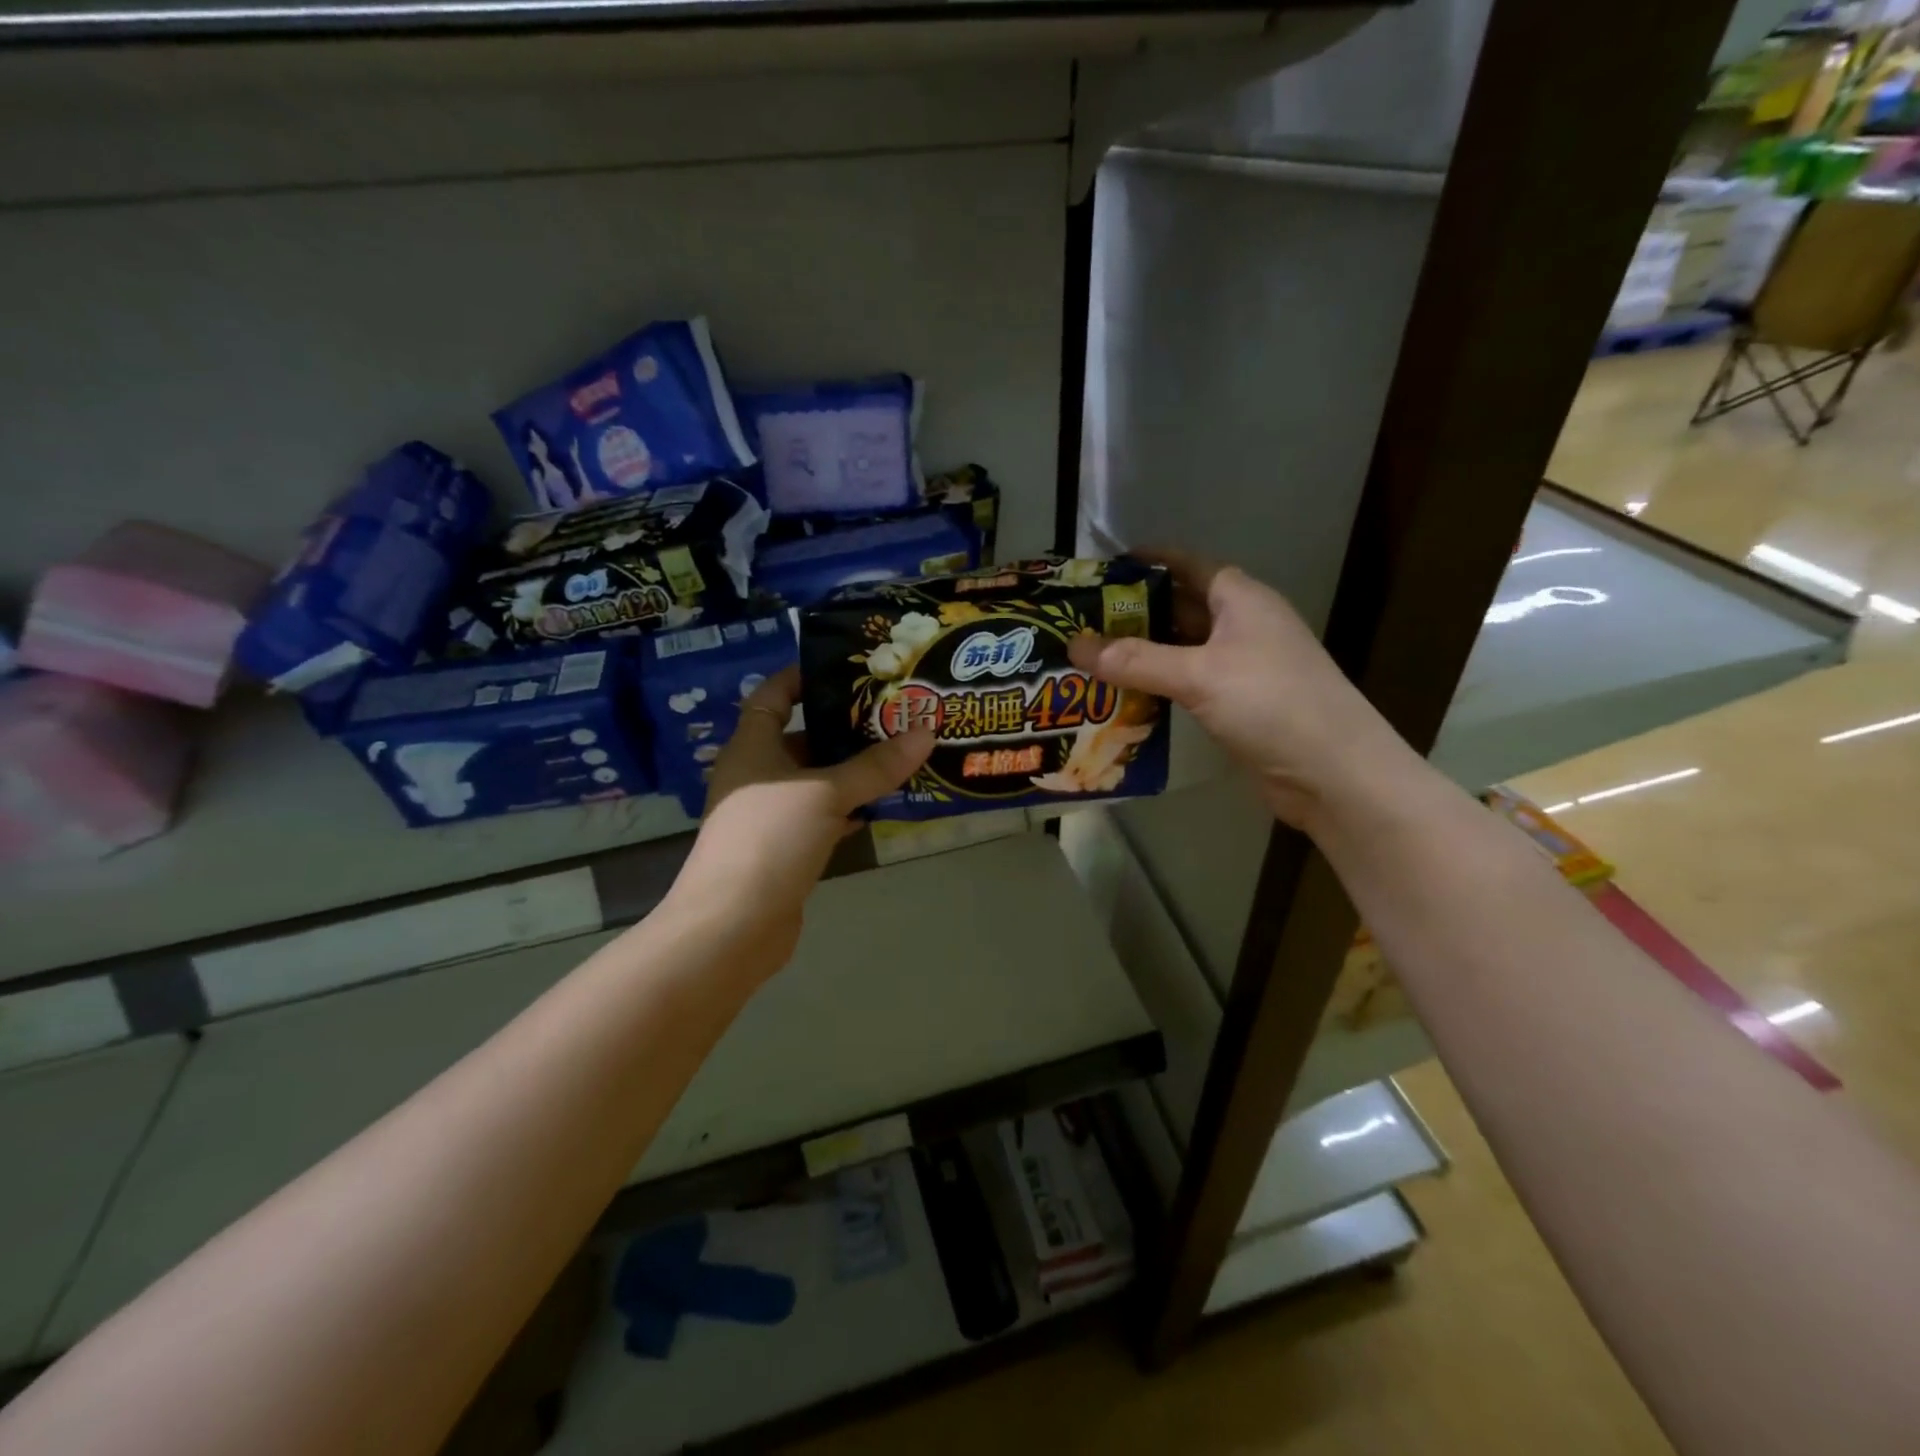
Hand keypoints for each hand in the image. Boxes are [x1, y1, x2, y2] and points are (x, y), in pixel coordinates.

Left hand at [667, 666, 933, 973]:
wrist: (733, 926)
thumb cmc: (770, 838)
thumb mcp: (826, 793)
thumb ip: (876, 765)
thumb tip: (926, 731)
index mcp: (752, 746)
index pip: (773, 695)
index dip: (803, 677)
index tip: (849, 668)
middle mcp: (758, 774)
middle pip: (803, 737)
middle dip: (846, 726)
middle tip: (895, 712)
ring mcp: (771, 814)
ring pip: (817, 779)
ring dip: (854, 769)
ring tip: (902, 752)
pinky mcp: (786, 847)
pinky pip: (823, 814)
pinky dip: (850, 807)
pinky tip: (884, 804)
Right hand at [1067, 552, 1411, 830]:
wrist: (1333, 772)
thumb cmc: (1271, 703)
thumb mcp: (1199, 675)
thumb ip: (1136, 660)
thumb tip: (1075, 645)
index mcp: (1241, 600)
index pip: (1190, 565)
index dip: (1151, 562)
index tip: (1106, 567)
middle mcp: (1243, 626)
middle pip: (1181, 608)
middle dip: (1135, 612)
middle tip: (1083, 620)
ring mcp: (1243, 667)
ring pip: (1183, 649)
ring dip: (1143, 653)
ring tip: (1092, 657)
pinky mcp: (1238, 705)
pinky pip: (1189, 684)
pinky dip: (1159, 686)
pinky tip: (1125, 695)